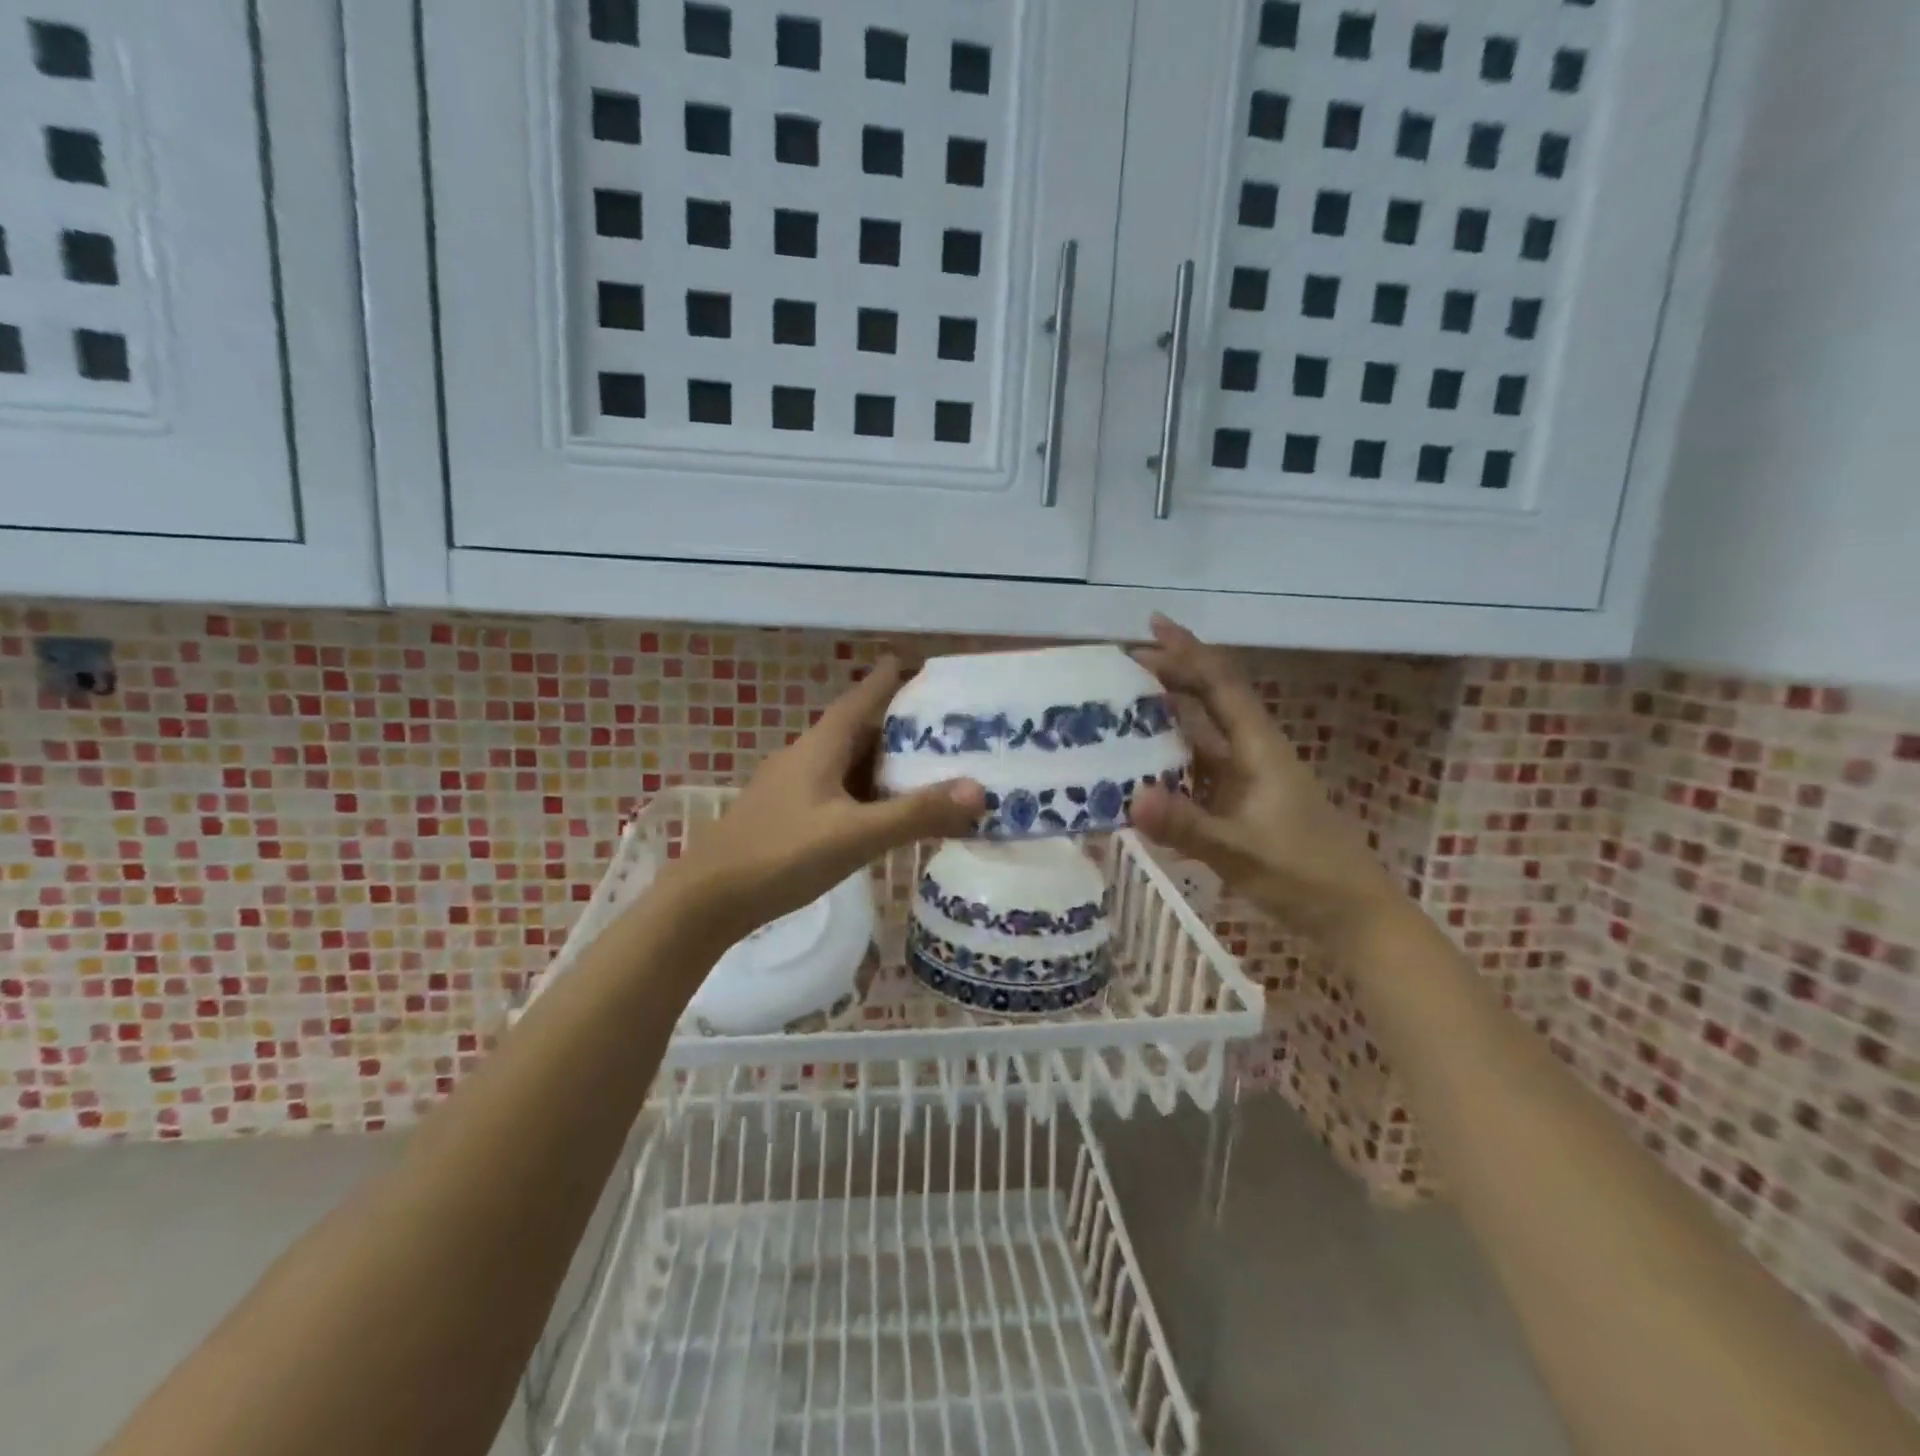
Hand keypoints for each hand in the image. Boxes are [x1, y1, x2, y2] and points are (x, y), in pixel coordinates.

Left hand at [656, 657, 985, 943]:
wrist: (707, 900)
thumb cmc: (781, 855)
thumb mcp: (855, 835)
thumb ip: (915, 814)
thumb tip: (979, 790)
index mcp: (821, 746)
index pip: (862, 698)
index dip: (890, 679)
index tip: (919, 662)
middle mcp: (806, 757)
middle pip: (859, 730)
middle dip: (899, 726)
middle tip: (946, 729)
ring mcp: (792, 787)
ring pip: (848, 764)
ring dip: (883, 763)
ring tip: (926, 770)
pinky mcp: (787, 815)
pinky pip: (837, 791)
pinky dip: (866, 793)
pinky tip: (883, 813)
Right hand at [1130, 616, 1403, 941]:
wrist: (1352, 916)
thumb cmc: (1305, 874)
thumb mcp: (1242, 852)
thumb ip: (1188, 825)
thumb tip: (1131, 796)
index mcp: (1259, 749)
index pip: (1221, 685)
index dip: (1189, 652)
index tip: (1153, 624)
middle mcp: (1250, 755)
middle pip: (1208, 702)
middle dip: (1170, 677)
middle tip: (1121, 666)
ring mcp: (1244, 781)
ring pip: (1198, 736)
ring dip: (1164, 719)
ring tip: (1118, 709)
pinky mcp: (1238, 806)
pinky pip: (1194, 772)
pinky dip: (1166, 763)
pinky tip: (1137, 770)